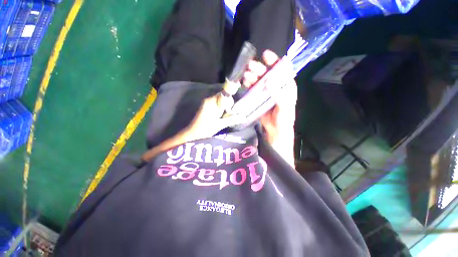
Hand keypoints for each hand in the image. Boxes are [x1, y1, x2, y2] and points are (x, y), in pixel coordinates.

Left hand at [186, 91, 244, 139]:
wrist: (192, 134)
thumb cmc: (205, 129)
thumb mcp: (220, 125)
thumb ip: (232, 120)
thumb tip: (244, 117)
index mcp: (211, 102)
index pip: (225, 94)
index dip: (230, 101)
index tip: (232, 110)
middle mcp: (209, 100)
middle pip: (223, 97)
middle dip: (228, 104)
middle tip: (229, 115)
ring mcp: (207, 103)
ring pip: (220, 101)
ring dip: (225, 107)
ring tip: (226, 116)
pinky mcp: (207, 107)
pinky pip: (217, 104)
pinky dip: (221, 109)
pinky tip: (222, 116)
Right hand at [243, 50, 296, 144]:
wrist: (276, 130)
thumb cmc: (284, 118)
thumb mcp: (285, 106)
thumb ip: (279, 94)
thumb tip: (269, 80)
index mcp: (286, 86)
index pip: (282, 70)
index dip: (274, 61)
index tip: (266, 56)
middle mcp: (276, 86)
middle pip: (268, 74)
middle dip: (259, 69)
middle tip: (251, 66)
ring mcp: (266, 92)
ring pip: (259, 81)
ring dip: (252, 76)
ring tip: (246, 75)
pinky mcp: (259, 98)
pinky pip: (253, 89)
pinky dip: (249, 85)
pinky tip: (245, 83)